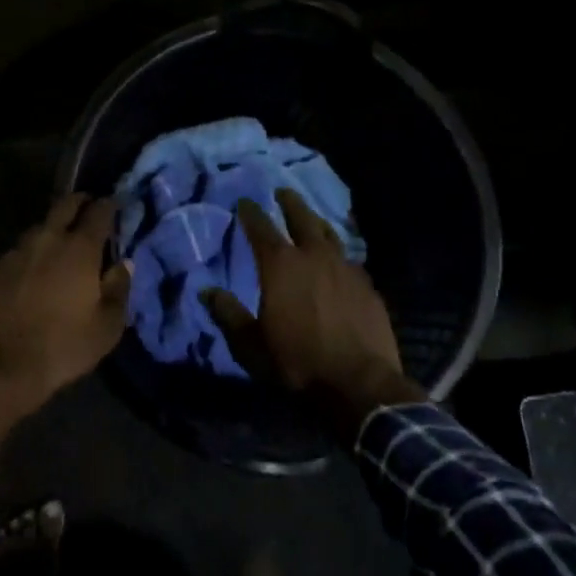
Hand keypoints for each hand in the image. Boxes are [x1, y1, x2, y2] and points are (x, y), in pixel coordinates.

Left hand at [0, 194, 130, 466]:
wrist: (3, 367)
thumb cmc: (65, 346)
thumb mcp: (108, 326)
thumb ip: (120, 288)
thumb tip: (124, 264)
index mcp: (80, 249)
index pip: (99, 212)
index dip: (109, 205)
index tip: (115, 205)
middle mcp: (48, 240)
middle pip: (65, 205)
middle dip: (80, 202)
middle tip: (89, 208)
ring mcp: (17, 252)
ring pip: (40, 227)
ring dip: (53, 229)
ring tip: (61, 244)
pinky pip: (19, 251)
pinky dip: (32, 254)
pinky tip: (34, 272)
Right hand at [203, 189, 424, 437]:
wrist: (358, 384)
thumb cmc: (297, 363)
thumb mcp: (251, 345)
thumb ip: (228, 315)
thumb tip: (207, 292)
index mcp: (281, 266)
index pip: (261, 228)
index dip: (251, 213)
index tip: (244, 202)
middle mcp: (314, 257)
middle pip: (302, 219)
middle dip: (290, 203)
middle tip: (282, 192)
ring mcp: (346, 269)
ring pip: (330, 234)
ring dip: (317, 223)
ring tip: (312, 218)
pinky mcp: (368, 286)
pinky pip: (350, 260)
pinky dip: (339, 255)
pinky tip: (339, 262)